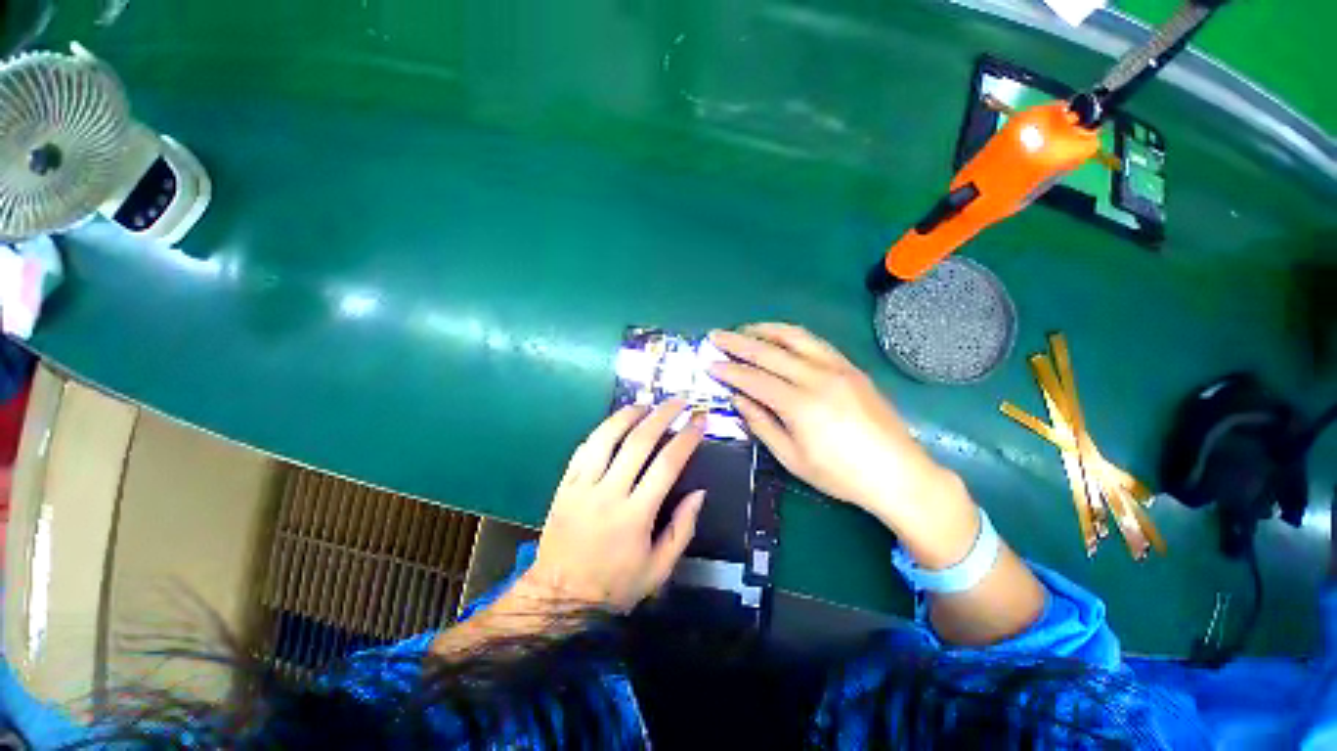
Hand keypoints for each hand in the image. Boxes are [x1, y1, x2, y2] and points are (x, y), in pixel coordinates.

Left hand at [528, 401, 705, 611]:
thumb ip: (682, 529)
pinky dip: (603, 429)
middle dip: (663, 415)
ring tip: (647, 403)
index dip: (686, 438)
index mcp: (636, 515)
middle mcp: (609, 493)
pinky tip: (616, 422)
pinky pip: (584, 447)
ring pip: (607, 437)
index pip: (667, 465)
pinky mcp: (565, 484)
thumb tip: (699, 493)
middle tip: (679, 401)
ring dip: (629, 414)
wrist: (558, 596)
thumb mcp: (659, 570)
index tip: (699, 420)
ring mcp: (583, 485)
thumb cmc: (614, 585)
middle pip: (639, 442)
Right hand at [708, 323, 950, 522]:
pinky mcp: (850, 366)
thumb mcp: (792, 458)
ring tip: (744, 329)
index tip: (709, 363)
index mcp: (799, 404)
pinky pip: (815, 341)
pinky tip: (779, 336)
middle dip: (737, 342)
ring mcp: (837, 367)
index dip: (728, 370)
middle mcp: (816, 377)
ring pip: (794, 337)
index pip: (753, 379)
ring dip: (764, 329)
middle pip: (768, 352)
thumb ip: (761, 424)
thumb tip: (738, 399)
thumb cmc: (840, 474)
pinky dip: (791, 334)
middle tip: (715, 336)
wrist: (898, 473)